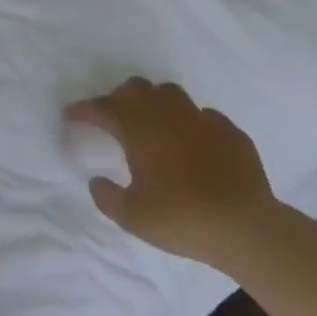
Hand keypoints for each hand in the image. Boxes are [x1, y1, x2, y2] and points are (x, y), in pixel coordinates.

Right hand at [66, 78, 279, 265]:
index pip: (104, 108)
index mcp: (140, 131)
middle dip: (119, 97)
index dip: (84, 109)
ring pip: (171, 92)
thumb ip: (108, 197)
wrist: (245, 226)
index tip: (70, 115)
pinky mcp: (230, 131)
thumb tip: (96, 182)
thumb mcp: (133, 217)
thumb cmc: (182, 219)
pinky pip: (203, 114)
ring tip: (151, 121)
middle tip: (112, 116)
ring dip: (154, 101)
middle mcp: (168, 116)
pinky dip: (189, 121)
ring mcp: (202, 120)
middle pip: (137, 89)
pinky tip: (191, 141)